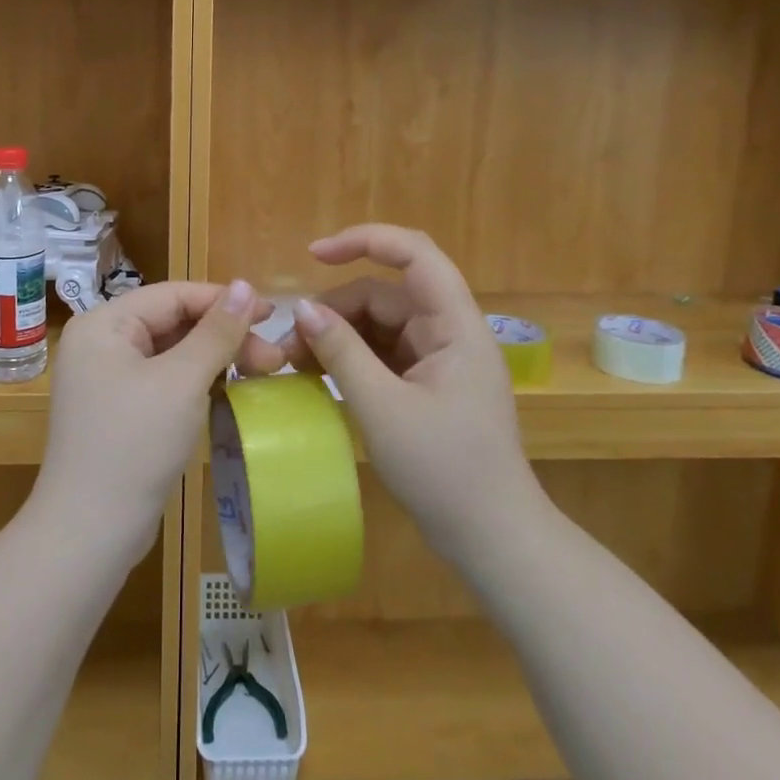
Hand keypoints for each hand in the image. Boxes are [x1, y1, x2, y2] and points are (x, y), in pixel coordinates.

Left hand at [35, 280, 277, 548]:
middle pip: (174, 322)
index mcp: (105, 324)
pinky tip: (230, 391)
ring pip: (174, 353)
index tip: (274, 313)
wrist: (90, 532)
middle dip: (225, 336)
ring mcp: (108, 379)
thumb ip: (217, 331)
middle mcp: (102, 343)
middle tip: (274, 359)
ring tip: (262, 373)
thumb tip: (247, 285)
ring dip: (217, 360)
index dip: (225, 300)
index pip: (173, 295)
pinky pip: (166, 381)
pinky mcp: (120, 410)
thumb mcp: (182, 381)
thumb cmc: (135, 443)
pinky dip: (198, 383)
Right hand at [252, 224, 539, 553]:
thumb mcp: (382, 409)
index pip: (414, 254)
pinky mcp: (427, 384)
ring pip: (379, 325)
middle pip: (385, 294)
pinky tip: (318, 377)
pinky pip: (382, 354)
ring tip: (295, 365)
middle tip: (288, 345)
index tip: (314, 254)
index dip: (365, 240)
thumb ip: (341, 353)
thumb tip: (302, 309)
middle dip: (334, 310)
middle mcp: (448, 332)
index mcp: (455, 325)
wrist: (492, 539)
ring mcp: (438, 359)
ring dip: (337, 337)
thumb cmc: (445, 471)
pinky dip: (350, 359)